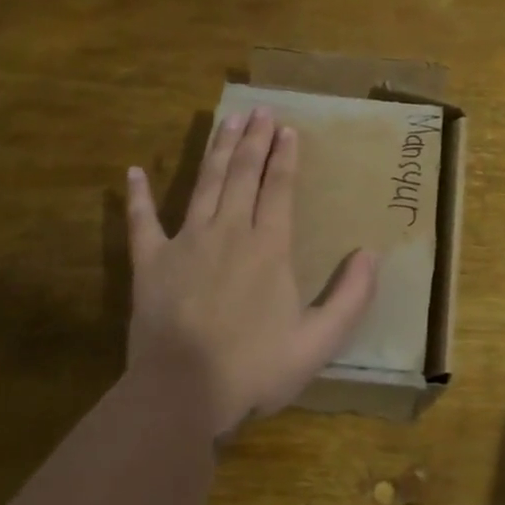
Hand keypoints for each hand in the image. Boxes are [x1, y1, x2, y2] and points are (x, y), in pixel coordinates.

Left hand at [126, 107, 377, 434]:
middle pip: (244, 174)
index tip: (287, 129)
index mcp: (269, 247)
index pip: (280, 188)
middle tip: (259, 109)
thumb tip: (370, 254)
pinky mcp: (150, 263)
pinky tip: (134, 171)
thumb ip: (350, 297)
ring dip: (217, 150)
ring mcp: (186, 243)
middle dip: (254, 140)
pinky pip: (142, 223)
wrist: (181, 395)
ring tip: (226, 120)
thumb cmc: (254, 368)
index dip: (285, 156)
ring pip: (205, 184)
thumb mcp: (319, 342)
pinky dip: (138, 197)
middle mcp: (229, 232)